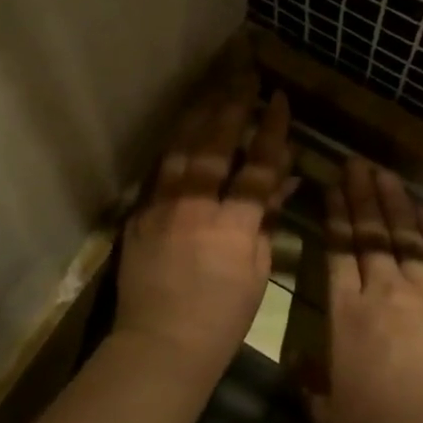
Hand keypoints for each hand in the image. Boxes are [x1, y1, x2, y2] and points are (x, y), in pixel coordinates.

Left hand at [113, 86, 293, 381]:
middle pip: (215, 145)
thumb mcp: (257, 271)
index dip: (271, 130)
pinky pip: (160, 171)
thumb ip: (266, 221)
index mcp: (232, 226)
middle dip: (233, 106)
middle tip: (245, 75)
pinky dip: (175, 146)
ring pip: (181, 149)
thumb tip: (283, 182)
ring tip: (214, 88)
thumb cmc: (220, 319)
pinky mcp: (139, 216)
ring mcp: (161, 208)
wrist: (159, 346)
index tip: (279, 100)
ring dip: (200, 115)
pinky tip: (183, 129)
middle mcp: (194, 207)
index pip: (257, 166)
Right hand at [307, 160, 422, 422]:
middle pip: (369, 233)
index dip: (334, 215)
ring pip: (404, 235)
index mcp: (346, 313)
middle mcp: (382, 290)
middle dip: (360, 195)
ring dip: (393, 202)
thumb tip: (297, 364)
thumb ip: (311, 386)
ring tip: (383, 174)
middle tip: (355, 164)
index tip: (331, 186)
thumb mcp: (330, 417)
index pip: (337, 251)